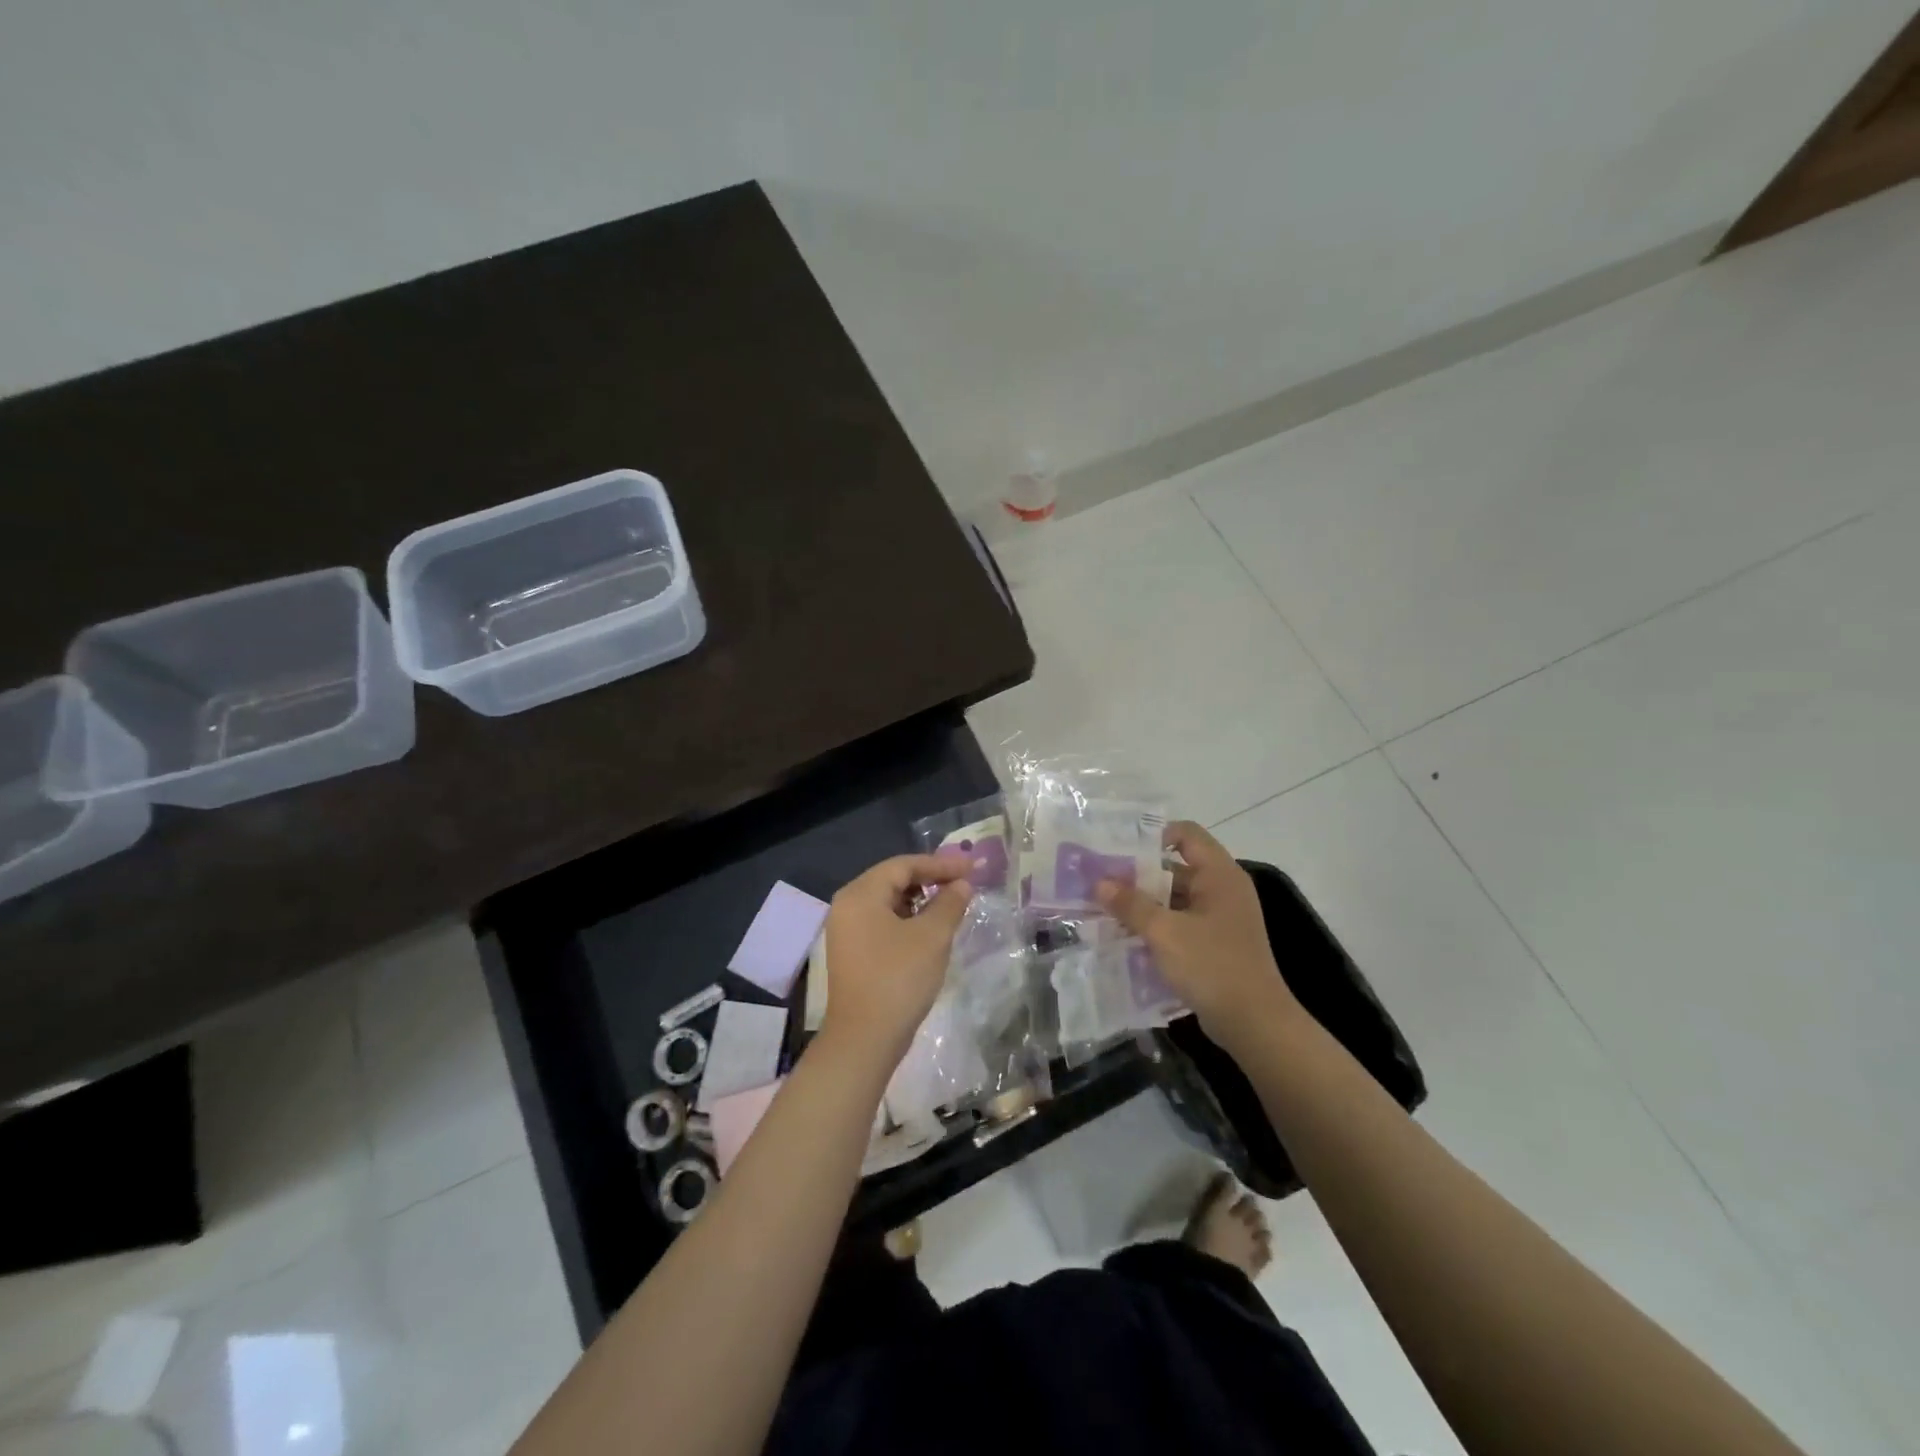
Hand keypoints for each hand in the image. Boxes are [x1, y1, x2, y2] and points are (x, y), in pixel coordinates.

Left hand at [818, 854, 973, 1070]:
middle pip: (893, 880)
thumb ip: (950, 903)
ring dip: (921, 900)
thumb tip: (963, 884)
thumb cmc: (898, 979)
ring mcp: (847, 931)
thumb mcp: (932, 937)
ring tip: (952, 904)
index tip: (972, 867)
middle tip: (964, 883)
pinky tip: (931, 929)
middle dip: (931, 879)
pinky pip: (883, 922)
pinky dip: (908, 919)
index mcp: (860, 894)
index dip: (940, 864)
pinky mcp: (853, 952)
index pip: (903, 865)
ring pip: (889, 902)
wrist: (864, 1040)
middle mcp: (847, 906)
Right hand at [1096, 821, 1299, 1044]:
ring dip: (1144, 903)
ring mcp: (1221, 918)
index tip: (1119, 849)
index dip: (1154, 835)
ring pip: (1175, 898)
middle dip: (1138, 874)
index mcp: (1219, 874)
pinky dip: (1157, 925)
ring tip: (1105, 908)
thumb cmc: (1212, 966)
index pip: (1186, 834)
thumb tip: (1100, 882)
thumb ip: (1131, 905)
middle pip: (1176, 867)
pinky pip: (1181, 922)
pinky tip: (1127, 935)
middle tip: (1101, 880)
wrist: (1255, 1024)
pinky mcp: (1215, 943)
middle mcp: (1222, 889)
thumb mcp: (1165, 932)